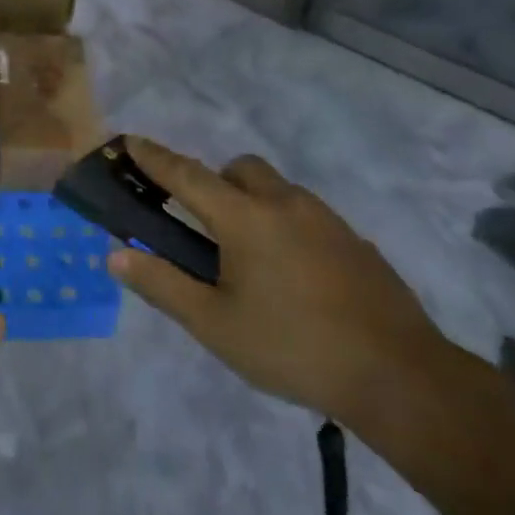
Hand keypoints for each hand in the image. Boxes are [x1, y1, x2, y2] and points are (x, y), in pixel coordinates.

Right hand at [108, 137, 448, 422]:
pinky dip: (284, 224)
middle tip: (203, 226)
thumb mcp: (214, 325)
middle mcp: (285, 203)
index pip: (187, 175)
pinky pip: (305, 213)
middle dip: (213, 180)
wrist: (398, 374)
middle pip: (239, 168)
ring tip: (248, 259)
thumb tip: (116, 256)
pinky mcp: (354, 240)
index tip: (130, 140)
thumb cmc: (292, 347)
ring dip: (251, 201)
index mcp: (245, 218)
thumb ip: (162, 284)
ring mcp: (326, 218)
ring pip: (276, 188)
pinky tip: (292, 276)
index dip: (155, 158)